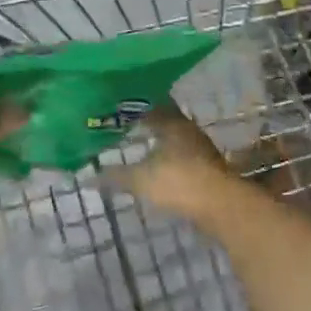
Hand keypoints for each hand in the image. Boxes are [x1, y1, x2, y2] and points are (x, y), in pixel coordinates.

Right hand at [107, 106, 238, 218]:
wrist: (222, 207)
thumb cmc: (179, 182)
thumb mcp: (141, 179)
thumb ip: (116, 176)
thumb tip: (89, 176)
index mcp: (172, 122)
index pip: (151, 103)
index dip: (134, 103)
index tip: (117, 103)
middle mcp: (188, 130)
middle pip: (164, 118)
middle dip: (145, 120)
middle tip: (123, 123)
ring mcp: (200, 149)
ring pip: (173, 137)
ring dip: (158, 139)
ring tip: (137, 143)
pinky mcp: (206, 169)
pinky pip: (180, 155)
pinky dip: (166, 157)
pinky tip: (155, 166)